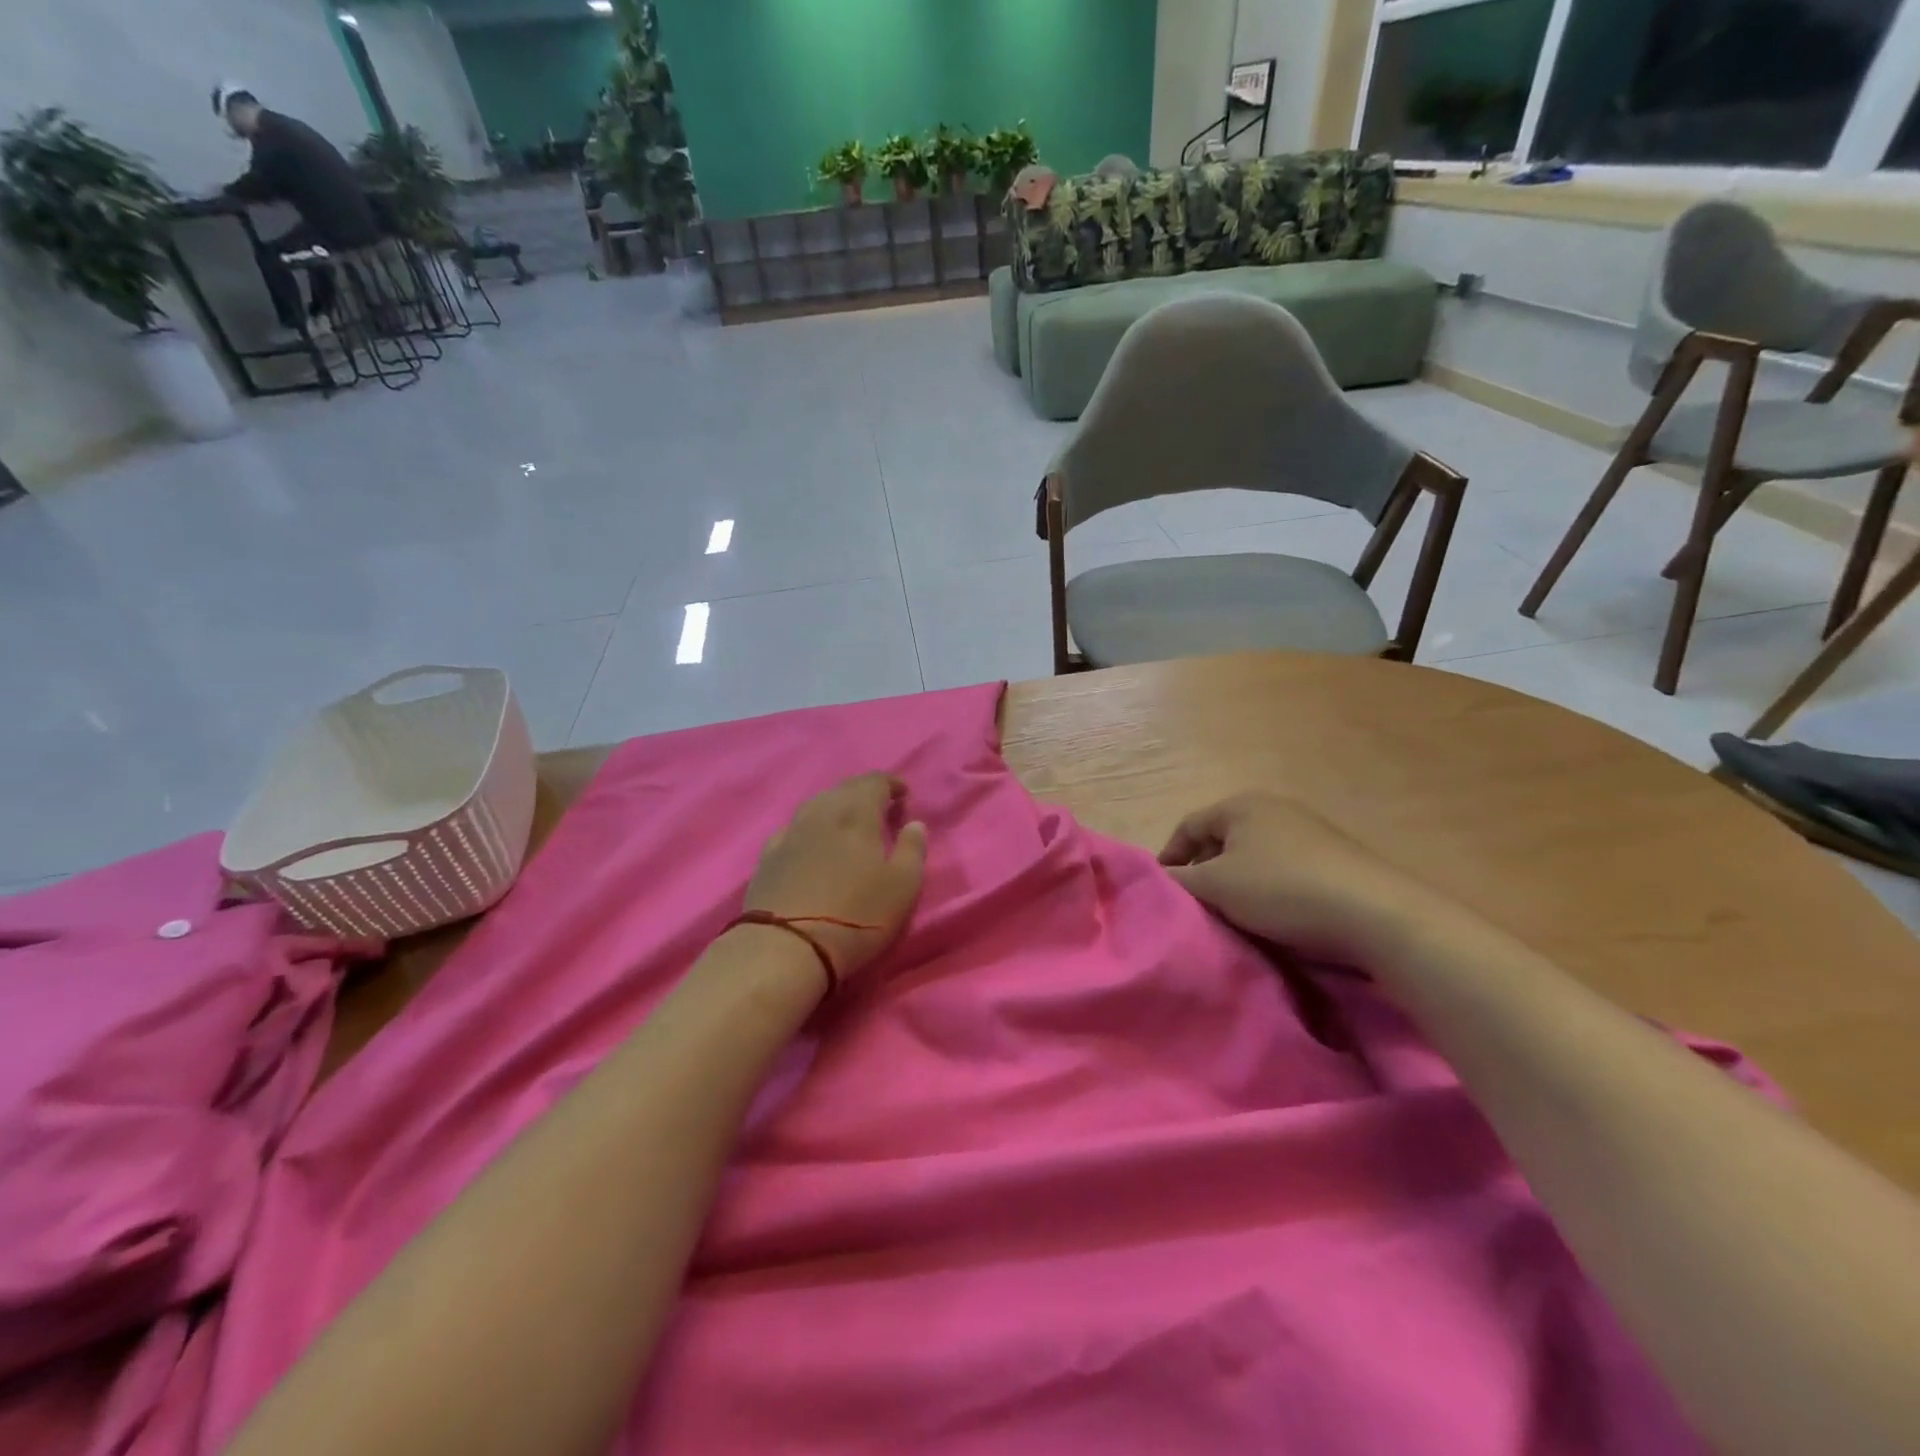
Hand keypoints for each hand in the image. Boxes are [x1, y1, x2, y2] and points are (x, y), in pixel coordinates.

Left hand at [742, 774, 928, 985]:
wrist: (785, 948)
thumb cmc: (856, 916)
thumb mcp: (902, 887)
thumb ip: (912, 850)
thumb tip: (914, 824)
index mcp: (856, 813)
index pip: (874, 781)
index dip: (891, 783)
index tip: (903, 794)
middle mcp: (821, 812)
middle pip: (844, 788)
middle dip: (864, 791)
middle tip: (879, 806)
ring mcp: (790, 832)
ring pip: (817, 804)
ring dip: (836, 806)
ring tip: (848, 822)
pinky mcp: (768, 856)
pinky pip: (794, 827)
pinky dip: (811, 827)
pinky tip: (812, 841)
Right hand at [1158, 792, 1453, 963]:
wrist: (1374, 914)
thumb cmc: (1281, 890)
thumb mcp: (1217, 886)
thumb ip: (1181, 880)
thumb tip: (1161, 878)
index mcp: (1241, 805)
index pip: (1188, 826)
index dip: (1169, 857)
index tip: (1163, 891)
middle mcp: (1274, 808)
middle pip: (1221, 839)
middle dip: (1203, 871)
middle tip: (1195, 905)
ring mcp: (1308, 831)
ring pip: (1253, 857)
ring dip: (1236, 884)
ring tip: (1231, 915)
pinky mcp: (1334, 858)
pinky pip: (1283, 870)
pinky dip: (1267, 890)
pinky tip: (1272, 917)